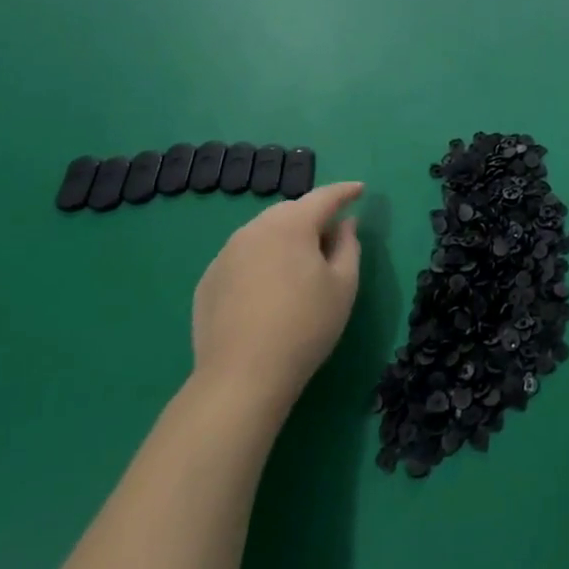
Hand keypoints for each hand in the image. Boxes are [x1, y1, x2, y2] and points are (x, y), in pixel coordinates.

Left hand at [192, 181, 362, 409]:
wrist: (241, 377)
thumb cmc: (305, 326)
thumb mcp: (344, 285)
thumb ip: (348, 245)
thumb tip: (345, 224)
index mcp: (291, 225)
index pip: (324, 197)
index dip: (345, 192)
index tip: (360, 190)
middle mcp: (254, 229)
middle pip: (290, 211)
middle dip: (313, 216)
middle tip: (332, 234)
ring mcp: (226, 254)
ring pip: (264, 232)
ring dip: (285, 237)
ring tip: (300, 262)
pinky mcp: (208, 280)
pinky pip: (243, 256)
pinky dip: (262, 259)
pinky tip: (269, 287)